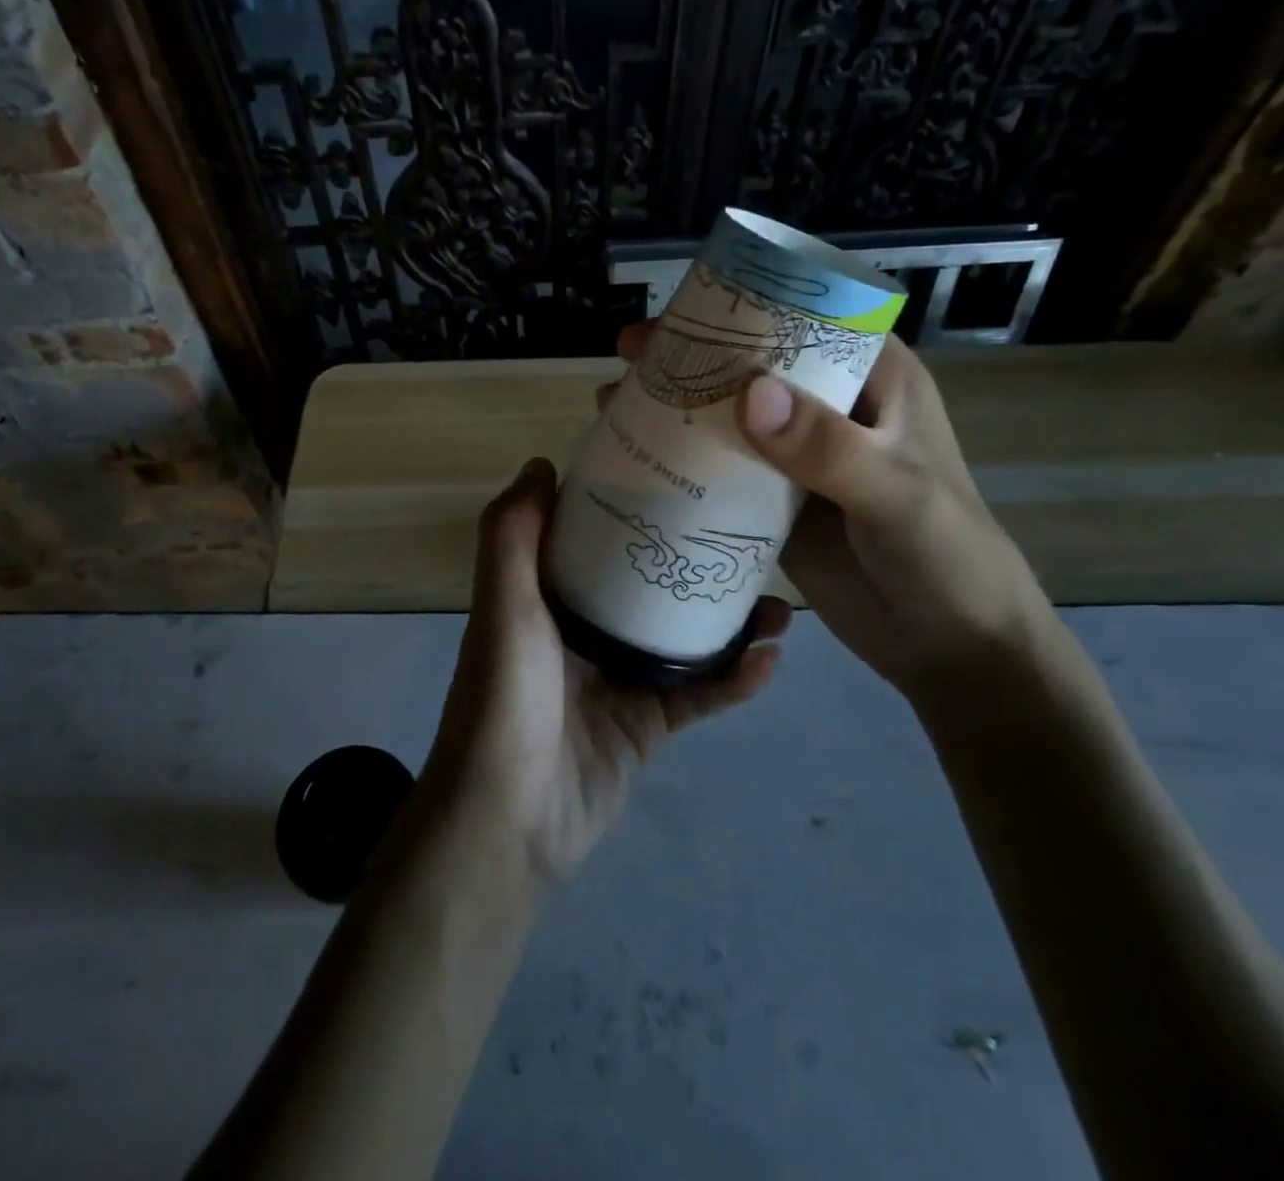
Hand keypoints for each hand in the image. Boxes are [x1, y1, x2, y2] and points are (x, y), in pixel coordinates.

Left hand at [417, 458, 789, 889]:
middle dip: (696, 559)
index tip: (679, 473)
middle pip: (649, 582)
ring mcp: (619, 678)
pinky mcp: (647, 725)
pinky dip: (734, 679)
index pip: (594, 536)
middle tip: (749, 534)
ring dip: (730, 620)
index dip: (631, 504)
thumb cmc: (506, 697)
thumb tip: (541, 462)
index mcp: (548, 596)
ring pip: (684, 637)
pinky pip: (699, 693)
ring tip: (780, 601)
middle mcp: (584, 629)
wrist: (509, 820)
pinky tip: (771, 659)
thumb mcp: (503, 604)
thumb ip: (512, 534)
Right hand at [612, 324, 1049, 700]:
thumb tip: (748, 393)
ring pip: (730, 418)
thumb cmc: (947, 557)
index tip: (680, 310)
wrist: (949, 646)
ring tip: (614, 400)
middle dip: (692, 356)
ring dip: (678, 407)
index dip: (743, 308)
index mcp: (874, 382)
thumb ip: (829, 448)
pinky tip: (636, 460)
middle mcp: (831, 409)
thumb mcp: (897, 495)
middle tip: (628, 351)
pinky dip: (682, 462)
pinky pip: (722, 472)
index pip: (805, 321)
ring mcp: (798, 459)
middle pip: (753, 366)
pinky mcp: (775, 504)